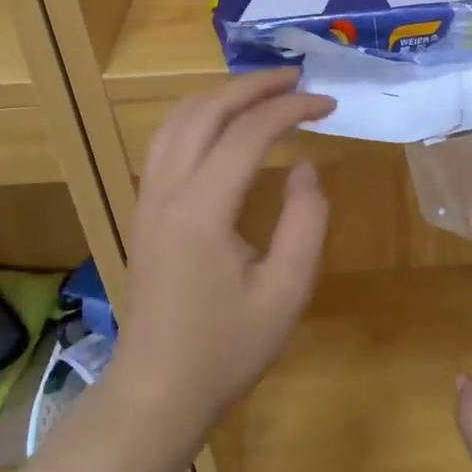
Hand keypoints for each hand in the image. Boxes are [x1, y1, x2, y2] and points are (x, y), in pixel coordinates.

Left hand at [111, 69, 333, 428]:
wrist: (158, 391)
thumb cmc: (227, 349)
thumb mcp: (286, 292)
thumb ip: (304, 222)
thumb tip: (306, 167)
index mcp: (201, 211)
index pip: (247, 133)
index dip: (290, 109)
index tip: (328, 104)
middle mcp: (166, 192)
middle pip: (204, 111)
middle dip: (252, 86)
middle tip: (297, 80)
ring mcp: (147, 200)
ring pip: (175, 120)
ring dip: (220, 96)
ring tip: (263, 92)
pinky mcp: (143, 212)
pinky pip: (164, 143)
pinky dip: (197, 117)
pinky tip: (221, 126)